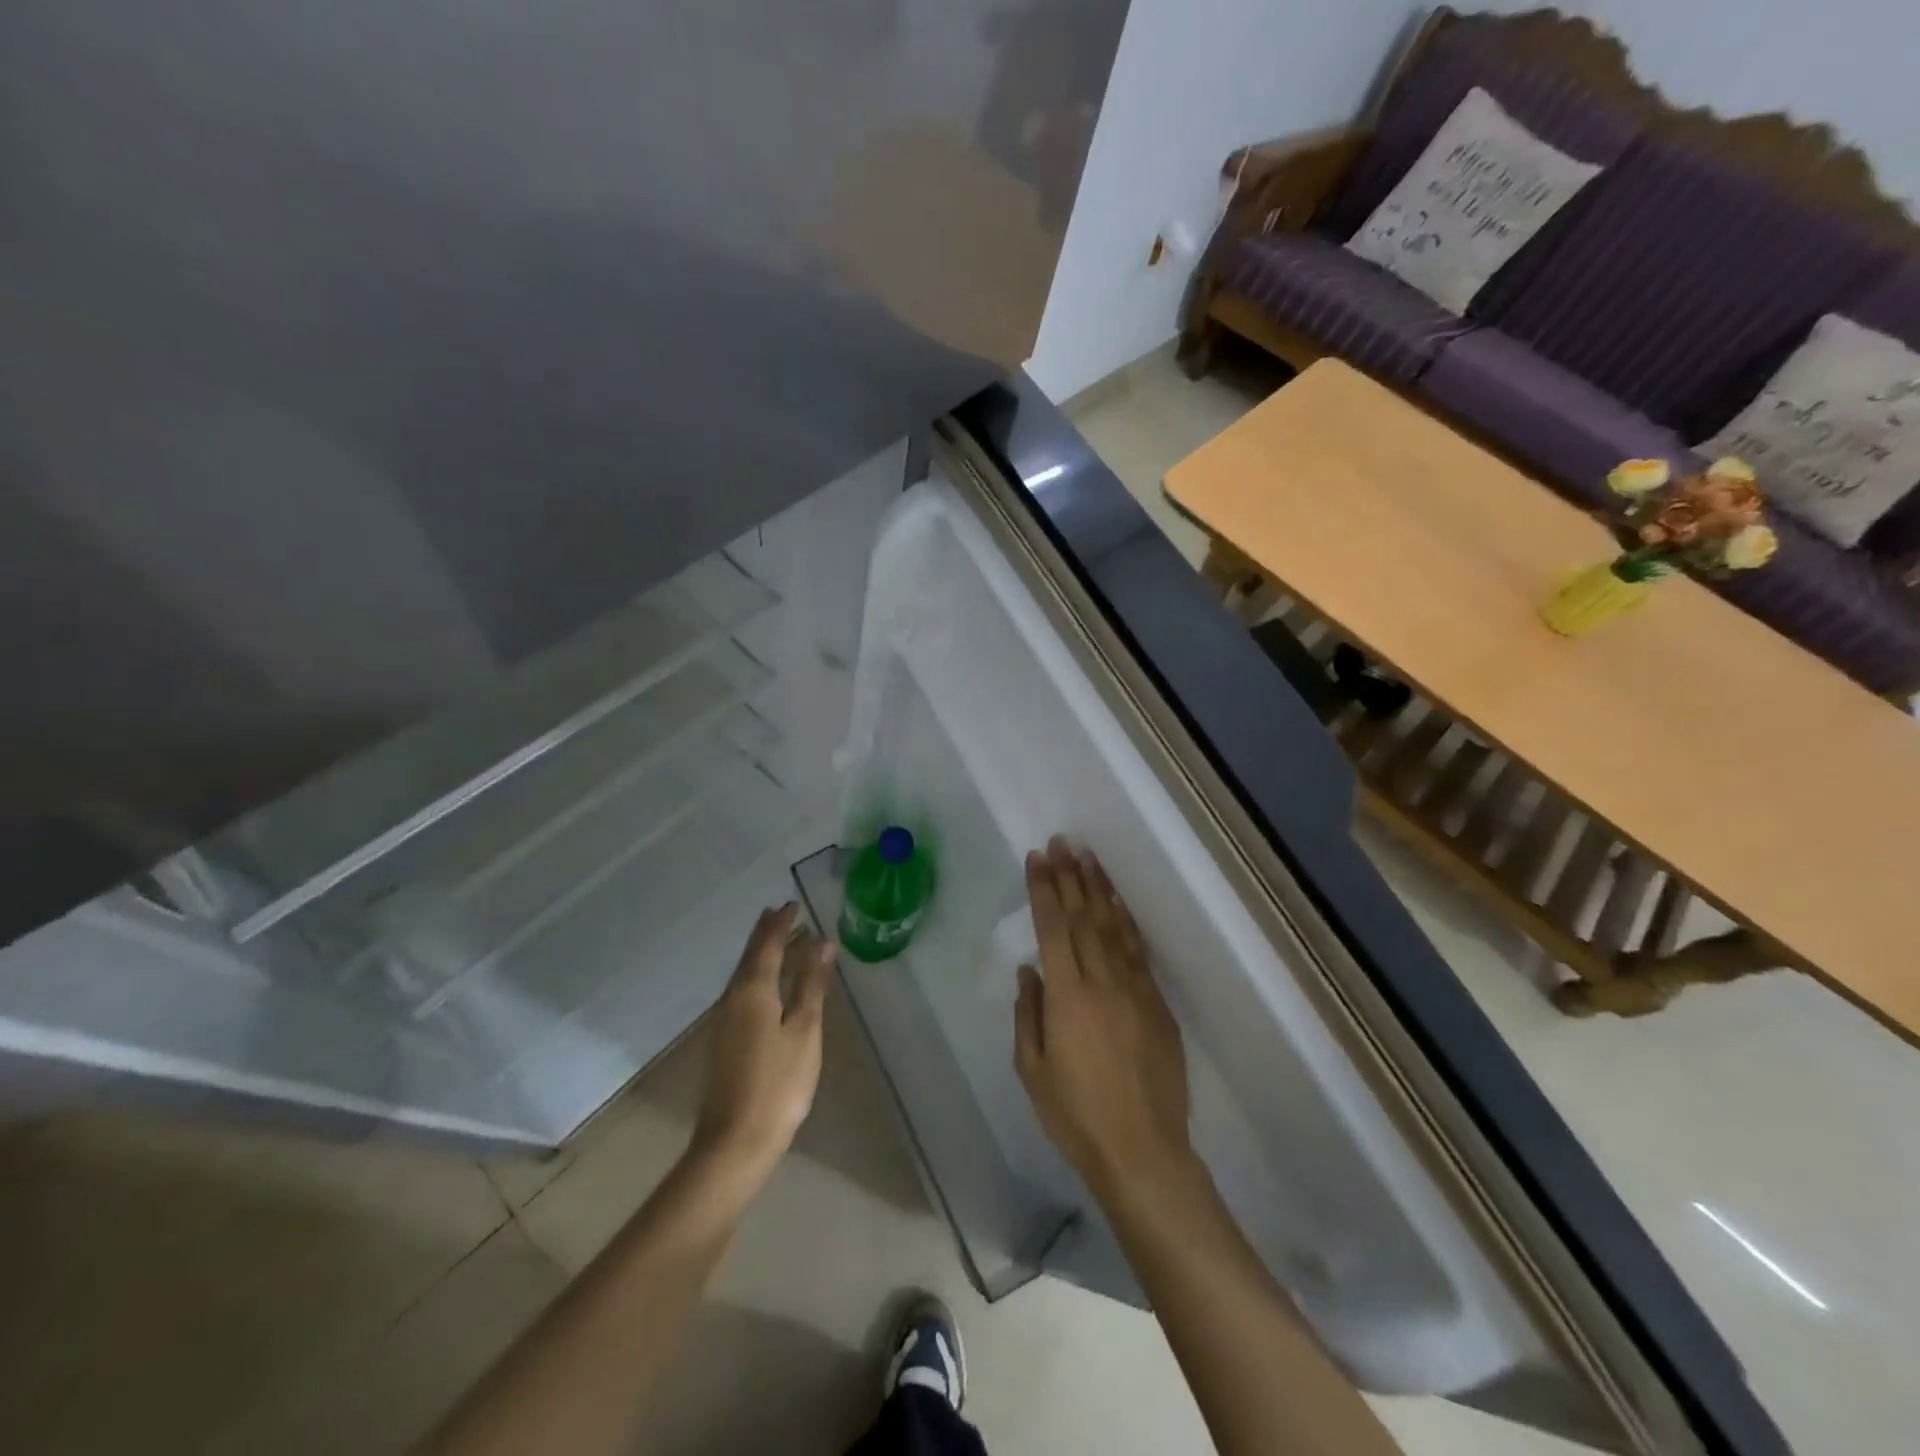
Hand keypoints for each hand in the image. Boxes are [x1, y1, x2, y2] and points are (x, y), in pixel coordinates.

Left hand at [693, 903, 834, 1184]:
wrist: (734, 1142)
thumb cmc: (778, 1083)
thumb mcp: (804, 1030)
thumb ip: (812, 984)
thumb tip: (823, 942)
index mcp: (752, 990)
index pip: (766, 944)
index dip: (780, 923)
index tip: (793, 904)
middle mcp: (731, 998)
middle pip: (749, 956)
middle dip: (766, 933)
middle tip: (783, 913)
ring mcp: (723, 1021)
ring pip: (743, 974)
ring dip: (761, 953)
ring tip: (779, 940)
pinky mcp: (723, 1041)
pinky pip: (741, 992)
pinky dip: (757, 975)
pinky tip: (767, 983)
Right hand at [1014, 839, 1193, 1197]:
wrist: (1143, 1151)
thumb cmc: (1076, 1115)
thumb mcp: (1033, 1069)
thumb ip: (1029, 1013)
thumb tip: (1030, 969)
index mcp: (1068, 997)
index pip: (1054, 928)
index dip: (1044, 890)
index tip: (1038, 858)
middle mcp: (1103, 982)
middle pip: (1084, 917)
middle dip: (1070, 876)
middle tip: (1062, 843)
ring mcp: (1136, 989)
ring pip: (1114, 926)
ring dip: (1100, 888)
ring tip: (1088, 857)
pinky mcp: (1157, 1003)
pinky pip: (1138, 950)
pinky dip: (1126, 920)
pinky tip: (1117, 902)